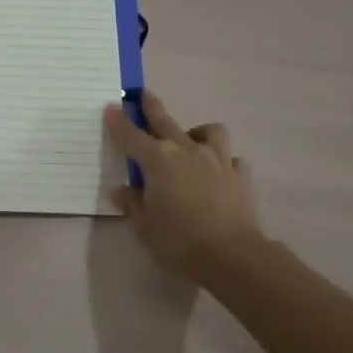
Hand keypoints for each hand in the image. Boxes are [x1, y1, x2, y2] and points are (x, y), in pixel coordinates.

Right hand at [104, 91, 263, 280]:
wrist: (232, 257)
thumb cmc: (179, 242)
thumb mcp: (145, 227)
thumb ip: (132, 204)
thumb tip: (121, 190)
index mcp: (158, 160)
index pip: (131, 135)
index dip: (118, 121)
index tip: (111, 107)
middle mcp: (187, 151)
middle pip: (165, 122)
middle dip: (153, 107)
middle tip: (145, 95)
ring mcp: (218, 160)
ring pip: (209, 131)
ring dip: (197, 133)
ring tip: (192, 142)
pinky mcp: (241, 175)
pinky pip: (232, 159)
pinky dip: (224, 162)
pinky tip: (220, 174)